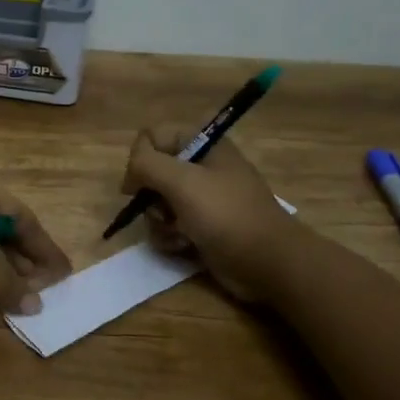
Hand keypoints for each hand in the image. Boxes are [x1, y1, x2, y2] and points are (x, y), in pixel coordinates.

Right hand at [122, 127, 299, 300]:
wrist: (268, 263)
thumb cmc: (226, 215)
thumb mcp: (183, 182)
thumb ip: (147, 163)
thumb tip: (131, 167)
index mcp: (203, 145)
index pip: (152, 137)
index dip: (141, 159)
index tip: (140, 184)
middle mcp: (201, 167)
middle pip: (151, 172)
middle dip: (150, 197)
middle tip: (163, 211)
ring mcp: (202, 198)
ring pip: (156, 202)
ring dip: (158, 221)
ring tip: (177, 233)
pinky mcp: (201, 226)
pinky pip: (169, 225)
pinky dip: (169, 236)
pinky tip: (183, 246)